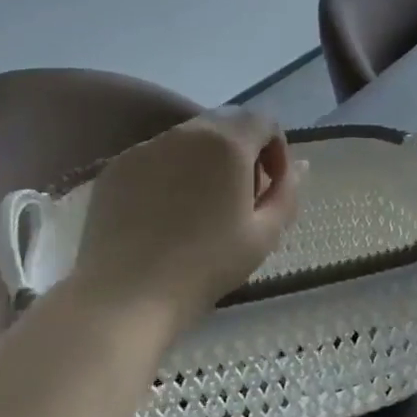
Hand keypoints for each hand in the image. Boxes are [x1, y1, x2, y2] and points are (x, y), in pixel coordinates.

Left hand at [66, 108, 303, 325]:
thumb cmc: (207, 265)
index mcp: (227, 143)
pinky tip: (166, 213)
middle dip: (243, 150)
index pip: (264, 120)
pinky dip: (172, 172)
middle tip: (242, 195)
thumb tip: (299, 166)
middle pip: (226, 123)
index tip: (271, 186)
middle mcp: (186, 133)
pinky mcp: (116, 168)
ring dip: (207, 160)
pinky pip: (157, 156)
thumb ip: (287, 191)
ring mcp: (146, 148)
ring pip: (189, 138)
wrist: (126, 296)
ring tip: (203, 206)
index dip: (277, 148)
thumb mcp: (266, 234)